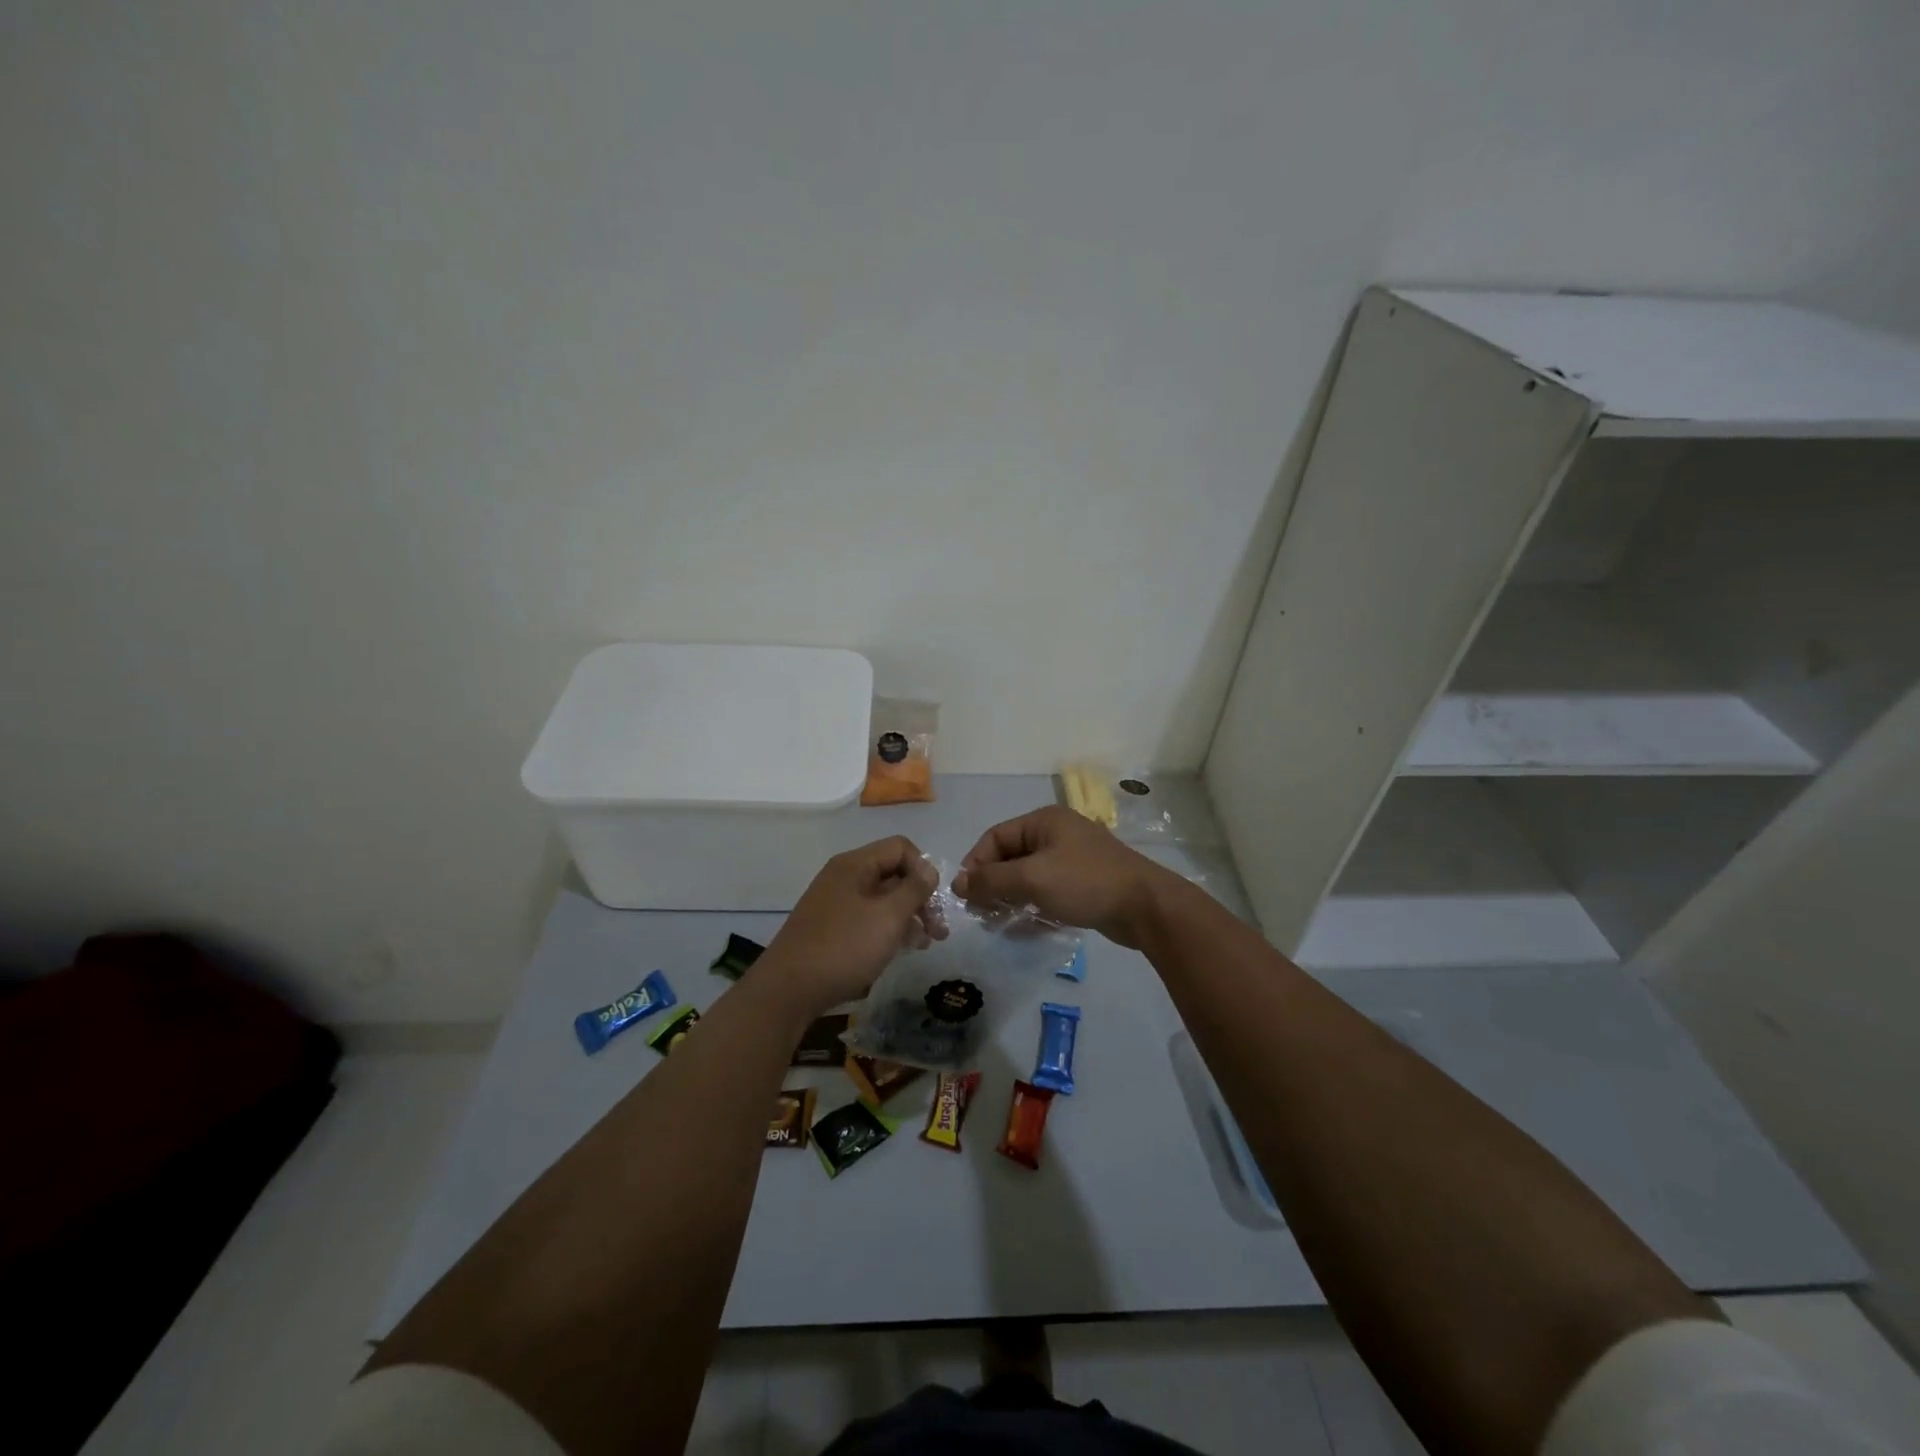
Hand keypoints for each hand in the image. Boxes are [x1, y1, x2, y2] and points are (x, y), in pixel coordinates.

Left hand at [759, 837, 940, 1015]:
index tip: (934, 901)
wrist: (789, 990)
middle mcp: (844, 877)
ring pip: (882, 900)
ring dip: (907, 917)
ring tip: (924, 944)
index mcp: (855, 864)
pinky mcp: (831, 929)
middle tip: (938, 930)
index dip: (923, 869)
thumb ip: (914, 889)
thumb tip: (929, 870)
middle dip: (920, 898)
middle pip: (892, 874)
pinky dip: (887, 930)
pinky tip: (900, 951)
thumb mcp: (888, 916)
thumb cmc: (844, 947)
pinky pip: (868, 919)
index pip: (900, 848)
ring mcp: (835, 904)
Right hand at [953, 806, 1179, 949]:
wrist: (1145, 907)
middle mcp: (1057, 834)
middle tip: (981, 914)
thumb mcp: (1032, 878)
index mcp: (1044, 821)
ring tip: (999, 924)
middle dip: (992, 885)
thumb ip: (992, 880)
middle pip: (1011, 857)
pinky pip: (1047, 892)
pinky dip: (1033, 907)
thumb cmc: (1085, 882)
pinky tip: (1025, 930)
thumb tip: (958, 882)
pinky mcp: (1083, 884)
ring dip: (1010, 899)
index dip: (976, 863)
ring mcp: (1072, 859)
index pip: (995, 837)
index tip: (965, 894)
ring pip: (1028, 877)